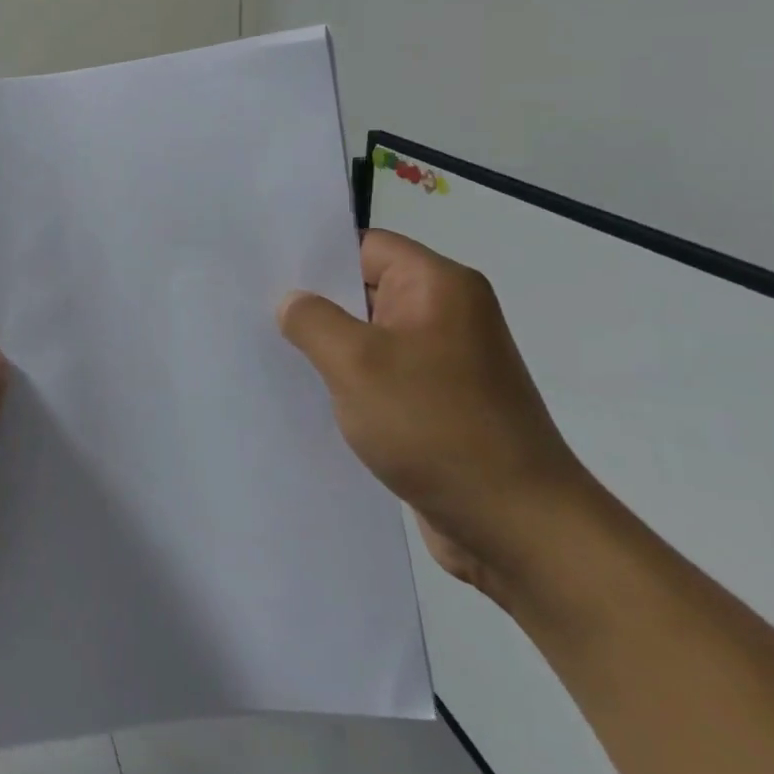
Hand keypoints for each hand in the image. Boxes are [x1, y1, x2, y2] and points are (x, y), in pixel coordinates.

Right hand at [279, 229, 594, 604]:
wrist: (518, 527)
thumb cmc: (436, 427)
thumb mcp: (356, 363)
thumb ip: (312, 320)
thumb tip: (291, 301)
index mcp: (439, 286)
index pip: (365, 246)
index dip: (315, 256)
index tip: (264, 272)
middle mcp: (447, 314)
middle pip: (365, 288)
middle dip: (314, 302)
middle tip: (255, 310)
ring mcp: (445, 361)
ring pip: (370, 335)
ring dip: (329, 346)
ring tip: (272, 351)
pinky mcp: (440, 402)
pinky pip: (382, 374)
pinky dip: (349, 380)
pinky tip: (310, 393)